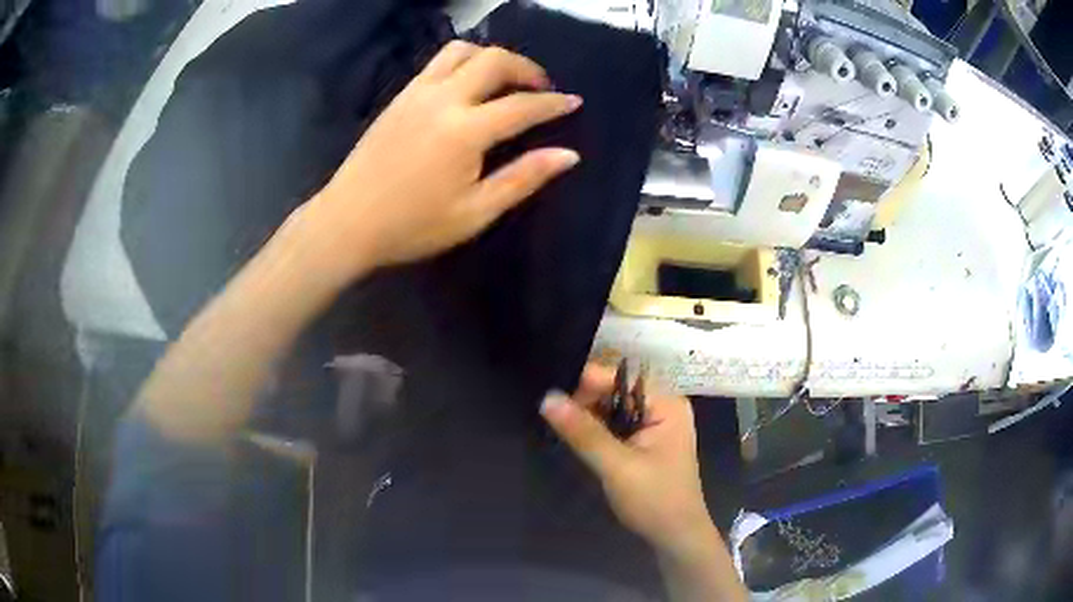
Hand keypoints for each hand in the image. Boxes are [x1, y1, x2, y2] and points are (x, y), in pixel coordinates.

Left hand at [299, 41, 581, 285]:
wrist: (347, 222)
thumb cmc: (412, 226)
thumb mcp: (475, 212)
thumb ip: (523, 178)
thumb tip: (568, 155)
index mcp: (465, 131)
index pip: (522, 106)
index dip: (553, 103)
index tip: (574, 101)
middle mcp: (443, 99)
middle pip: (494, 60)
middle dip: (526, 67)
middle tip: (541, 87)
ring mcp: (417, 93)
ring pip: (462, 51)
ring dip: (492, 57)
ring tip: (505, 79)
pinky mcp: (399, 96)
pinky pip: (437, 63)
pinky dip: (463, 62)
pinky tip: (468, 84)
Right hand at [541, 364, 717, 558]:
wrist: (676, 537)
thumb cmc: (654, 500)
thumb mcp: (616, 466)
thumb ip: (583, 432)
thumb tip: (547, 398)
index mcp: (666, 403)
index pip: (619, 378)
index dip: (586, 384)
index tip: (552, 400)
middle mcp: (664, 407)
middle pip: (616, 391)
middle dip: (586, 402)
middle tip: (554, 418)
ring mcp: (657, 425)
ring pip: (614, 409)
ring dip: (590, 418)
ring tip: (560, 427)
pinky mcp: (648, 443)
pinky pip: (618, 426)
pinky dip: (599, 431)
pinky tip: (580, 440)